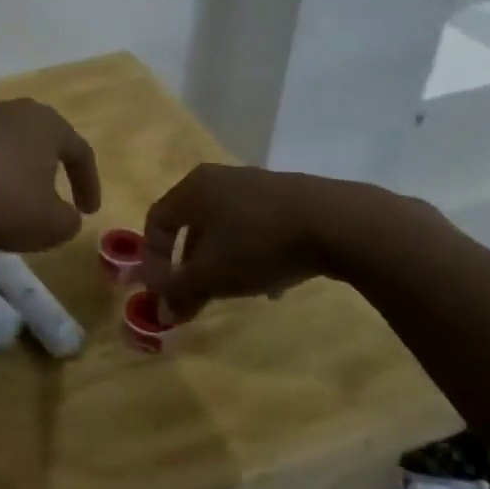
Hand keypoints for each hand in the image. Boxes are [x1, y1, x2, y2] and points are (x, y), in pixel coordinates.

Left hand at [0, 99, 101, 251]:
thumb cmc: (9, 204)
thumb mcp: (53, 225)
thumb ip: (69, 220)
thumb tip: (66, 216)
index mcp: (48, 124)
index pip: (80, 151)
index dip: (89, 183)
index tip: (89, 212)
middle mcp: (13, 113)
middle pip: (42, 138)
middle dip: (52, 166)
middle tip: (58, 193)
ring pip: (9, 145)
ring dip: (18, 170)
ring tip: (19, 198)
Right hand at [140, 164, 357, 319]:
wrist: (337, 223)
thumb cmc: (258, 243)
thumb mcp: (212, 274)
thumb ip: (179, 291)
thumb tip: (161, 310)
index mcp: (193, 188)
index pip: (156, 219)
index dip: (153, 257)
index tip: (164, 289)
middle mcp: (220, 178)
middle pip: (192, 224)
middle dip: (190, 264)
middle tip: (196, 295)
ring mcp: (257, 184)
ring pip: (226, 227)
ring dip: (222, 261)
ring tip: (236, 291)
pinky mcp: (290, 196)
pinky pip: (257, 226)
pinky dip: (253, 252)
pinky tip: (272, 281)